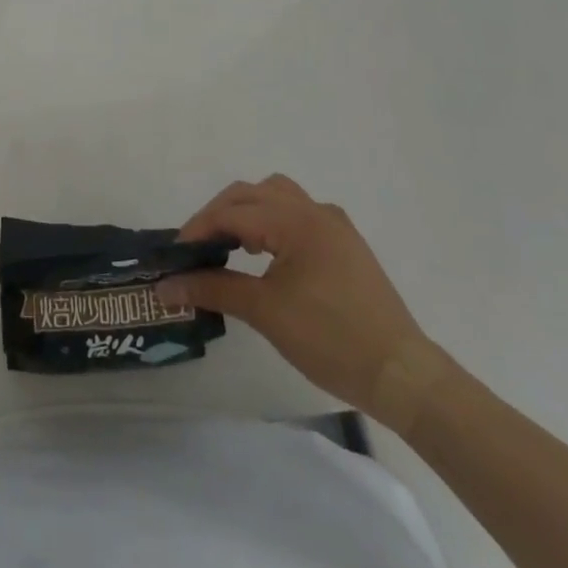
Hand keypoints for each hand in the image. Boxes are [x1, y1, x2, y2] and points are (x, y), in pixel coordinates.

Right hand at [157, 175, 437, 423]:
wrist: (401, 374)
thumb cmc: (330, 339)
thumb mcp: (265, 312)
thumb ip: (213, 289)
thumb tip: (166, 286)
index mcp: (296, 220)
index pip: (233, 211)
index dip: (198, 229)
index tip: (175, 254)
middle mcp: (315, 211)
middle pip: (253, 193)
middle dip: (219, 215)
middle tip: (196, 248)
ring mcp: (334, 226)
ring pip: (277, 197)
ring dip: (247, 212)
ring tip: (229, 245)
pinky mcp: (345, 245)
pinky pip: (297, 215)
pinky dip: (271, 223)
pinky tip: (264, 255)